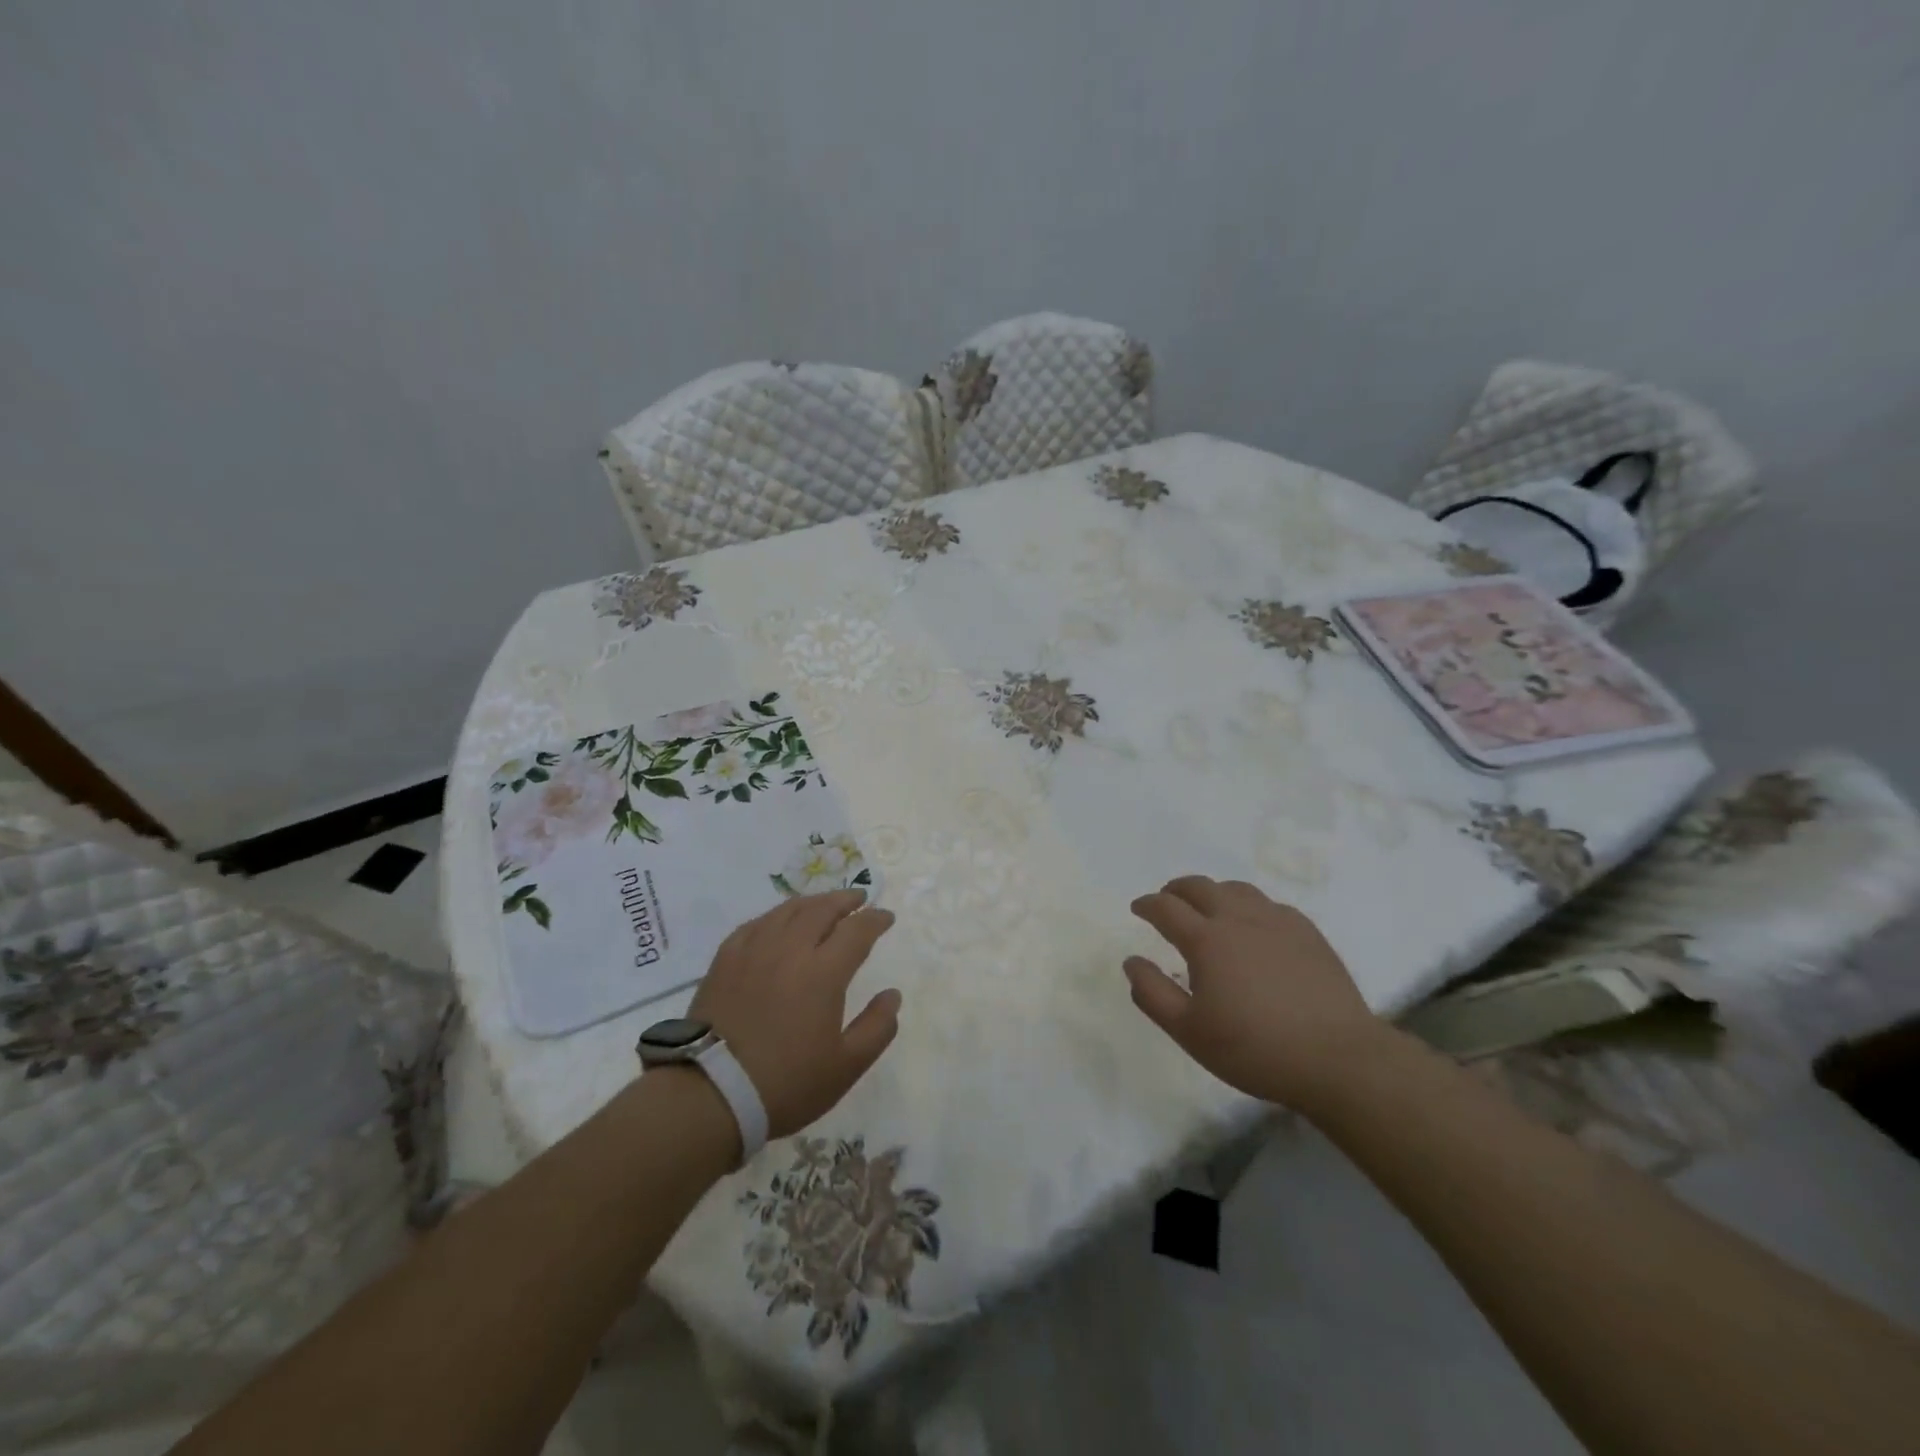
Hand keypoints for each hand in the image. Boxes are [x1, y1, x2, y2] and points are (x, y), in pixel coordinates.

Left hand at [688, 890, 899, 1138]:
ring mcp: (754, 950)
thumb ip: (877, 1028)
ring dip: (812, 902)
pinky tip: (778, 923)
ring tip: (823, 904)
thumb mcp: (845, 1067)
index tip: (887, 917)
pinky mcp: (725, 959)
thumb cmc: (786, 1084)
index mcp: (824, 972)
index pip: (857, 930)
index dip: (875, 919)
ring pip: (788, 910)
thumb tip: (892, 995)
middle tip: (858, 899)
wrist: (710, 1094)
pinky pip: (756, 924)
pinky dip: (776, 916)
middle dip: (845, 900)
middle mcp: (790, 949)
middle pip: (822, 909)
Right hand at [1124, 875, 1396, 1113]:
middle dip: (1176, 890)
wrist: (1338, 1058)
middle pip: (1200, 887)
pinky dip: (1249, 906)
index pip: (1166, 908)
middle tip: (1168, 901)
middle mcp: (1238, 918)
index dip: (1147, 904)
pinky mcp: (1307, 932)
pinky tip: (1253, 926)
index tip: (1138, 908)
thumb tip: (1131, 962)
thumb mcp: (1189, 1032)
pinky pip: (1269, 904)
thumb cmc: (1254, 1049)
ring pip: (1236, 889)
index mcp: (1206, 940)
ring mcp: (1277, 921)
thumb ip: (1152, 994)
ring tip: (1208, 908)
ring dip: (1213, 892)